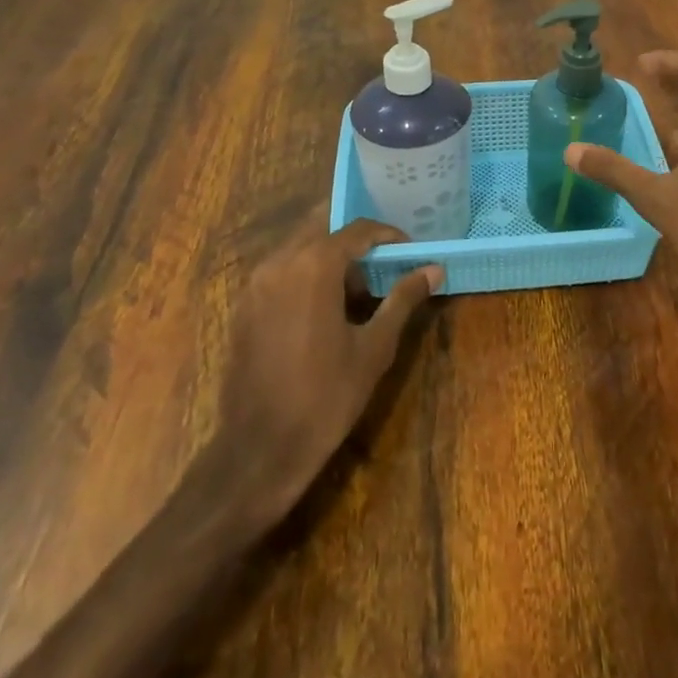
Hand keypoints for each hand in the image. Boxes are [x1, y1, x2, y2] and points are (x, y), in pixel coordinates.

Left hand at [208, 213, 439, 524]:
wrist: (259, 449)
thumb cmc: (326, 396)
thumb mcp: (374, 347)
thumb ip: (403, 299)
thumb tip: (433, 269)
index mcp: (314, 265)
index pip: (358, 229)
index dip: (388, 235)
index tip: (410, 252)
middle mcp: (280, 262)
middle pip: (324, 228)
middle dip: (356, 241)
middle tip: (384, 264)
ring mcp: (256, 284)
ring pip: (300, 247)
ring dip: (330, 256)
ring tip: (359, 290)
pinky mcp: (244, 306)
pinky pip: (281, 271)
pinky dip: (306, 274)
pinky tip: (326, 309)